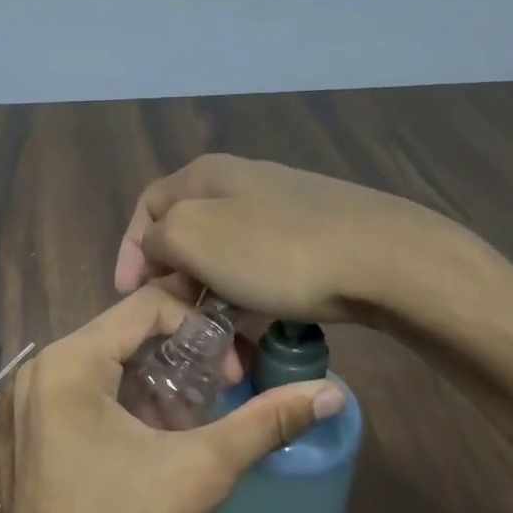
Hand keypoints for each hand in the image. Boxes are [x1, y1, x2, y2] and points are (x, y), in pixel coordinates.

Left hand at [1, 284, 342, 512]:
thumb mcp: (201, 472)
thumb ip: (266, 423)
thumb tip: (333, 392)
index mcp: (68, 364)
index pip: (146, 305)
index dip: (201, 325)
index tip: (236, 369)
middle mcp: (42, 371)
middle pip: (127, 332)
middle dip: (184, 352)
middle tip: (229, 384)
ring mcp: (32, 403)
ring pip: (111, 363)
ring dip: (162, 378)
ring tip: (205, 409)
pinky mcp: (36, 432)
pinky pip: (93, 393)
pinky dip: (133, 400)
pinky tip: (168, 432)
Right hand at [113, 154, 501, 339]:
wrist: (383, 260)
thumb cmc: (275, 251)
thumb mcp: (193, 237)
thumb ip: (158, 238)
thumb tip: (158, 249)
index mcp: (207, 174)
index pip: (147, 206)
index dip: (129, 250)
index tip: (129, 295)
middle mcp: (242, 183)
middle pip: (187, 234)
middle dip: (174, 281)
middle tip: (172, 323)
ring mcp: (282, 210)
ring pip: (226, 258)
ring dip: (211, 299)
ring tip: (215, 338)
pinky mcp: (314, 239)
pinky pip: (262, 271)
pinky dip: (249, 300)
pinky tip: (257, 329)